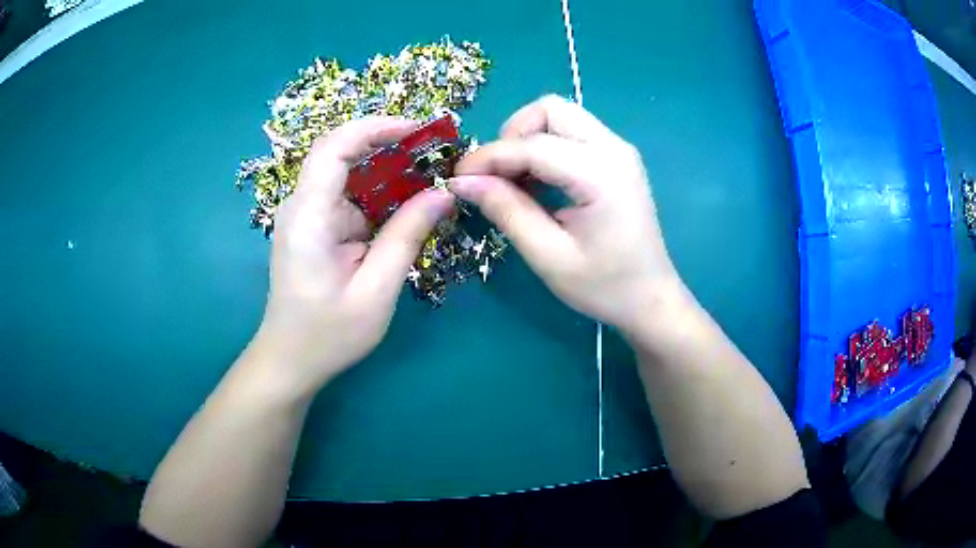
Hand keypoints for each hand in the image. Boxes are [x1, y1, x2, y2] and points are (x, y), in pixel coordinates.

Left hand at [251, 117, 454, 394]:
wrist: (291, 360)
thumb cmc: (329, 335)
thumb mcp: (375, 291)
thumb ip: (407, 236)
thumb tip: (443, 193)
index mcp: (308, 217)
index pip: (334, 148)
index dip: (374, 128)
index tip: (417, 131)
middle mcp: (302, 206)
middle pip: (341, 154)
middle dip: (389, 146)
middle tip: (434, 154)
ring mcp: (307, 215)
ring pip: (348, 174)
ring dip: (388, 171)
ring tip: (430, 178)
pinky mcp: (315, 227)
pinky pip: (349, 197)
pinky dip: (380, 196)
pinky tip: (407, 206)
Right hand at [450, 95, 680, 332]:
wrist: (651, 298)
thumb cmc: (604, 286)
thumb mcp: (549, 256)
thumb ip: (507, 211)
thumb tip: (463, 181)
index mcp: (601, 174)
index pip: (532, 145)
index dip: (488, 157)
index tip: (457, 177)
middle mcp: (614, 149)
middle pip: (550, 109)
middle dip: (512, 135)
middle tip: (496, 176)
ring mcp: (619, 149)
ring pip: (560, 116)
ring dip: (528, 139)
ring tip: (514, 182)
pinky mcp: (617, 158)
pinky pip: (572, 133)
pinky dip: (545, 147)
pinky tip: (537, 182)